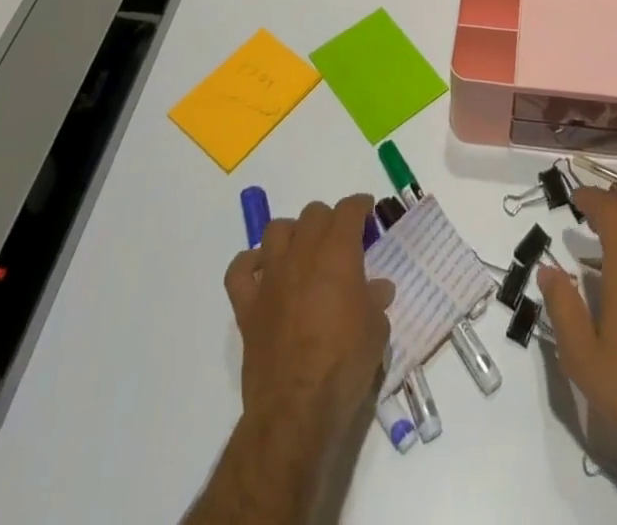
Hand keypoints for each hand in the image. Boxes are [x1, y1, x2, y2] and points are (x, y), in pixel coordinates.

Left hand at [223, 196, 395, 450]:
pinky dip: (251, 264)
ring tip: (303, 250)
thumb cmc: (344, 366)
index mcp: (337, 254)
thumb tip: (377, 289)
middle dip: (329, 219)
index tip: (367, 211)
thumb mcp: (376, 331)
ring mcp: (271, 279)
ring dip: (293, 233)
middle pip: (313, 214)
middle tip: (340, 239)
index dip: (360, 205)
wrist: (296, 410)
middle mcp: (302, 254)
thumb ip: (375, 301)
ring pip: (276, 231)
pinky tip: (264, 272)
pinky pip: (240, 270)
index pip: (348, 210)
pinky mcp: (247, 306)